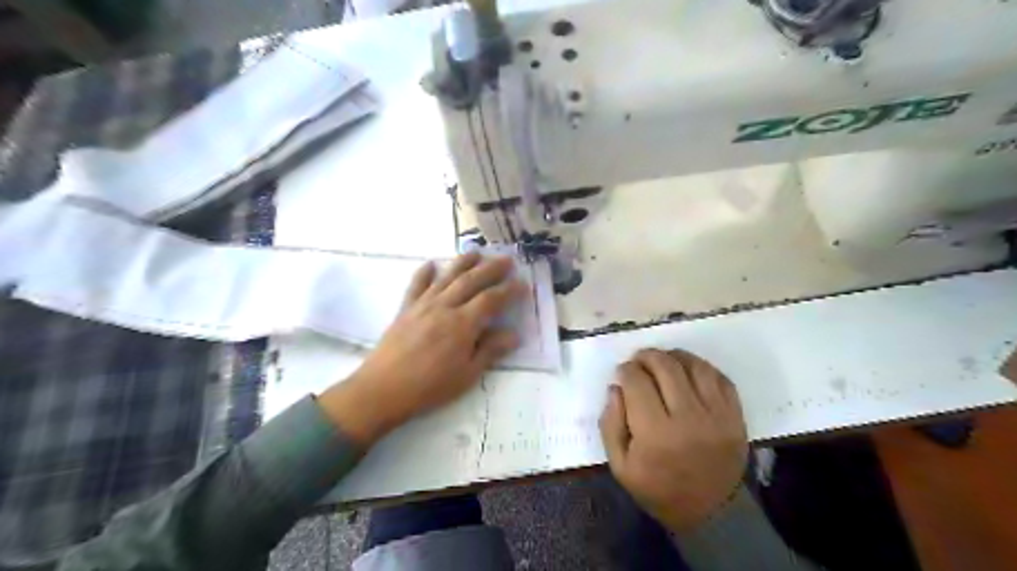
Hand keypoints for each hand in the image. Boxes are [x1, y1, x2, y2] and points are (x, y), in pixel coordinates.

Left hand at [319, 252, 528, 444]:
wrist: (383, 389)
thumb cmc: (430, 386)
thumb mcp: (467, 374)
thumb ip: (490, 350)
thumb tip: (514, 334)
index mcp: (463, 324)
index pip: (491, 300)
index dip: (509, 290)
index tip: (522, 283)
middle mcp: (444, 307)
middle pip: (471, 281)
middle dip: (491, 268)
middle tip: (507, 259)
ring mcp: (423, 305)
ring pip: (446, 277)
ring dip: (463, 262)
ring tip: (476, 251)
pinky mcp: (406, 309)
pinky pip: (416, 285)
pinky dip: (424, 272)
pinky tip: (431, 264)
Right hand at [597, 350, 747, 531]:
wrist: (710, 513)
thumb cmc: (658, 489)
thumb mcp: (620, 465)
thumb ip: (610, 424)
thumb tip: (616, 387)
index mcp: (655, 434)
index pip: (637, 382)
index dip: (626, 370)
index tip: (622, 372)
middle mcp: (688, 419)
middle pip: (666, 367)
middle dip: (647, 356)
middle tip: (639, 360)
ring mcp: (717, 416)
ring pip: (695, 366)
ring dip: (674, 356)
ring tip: (663, 360)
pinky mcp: (735, 417)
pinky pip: (720, 378)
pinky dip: (701, 367)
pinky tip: (688, 371)